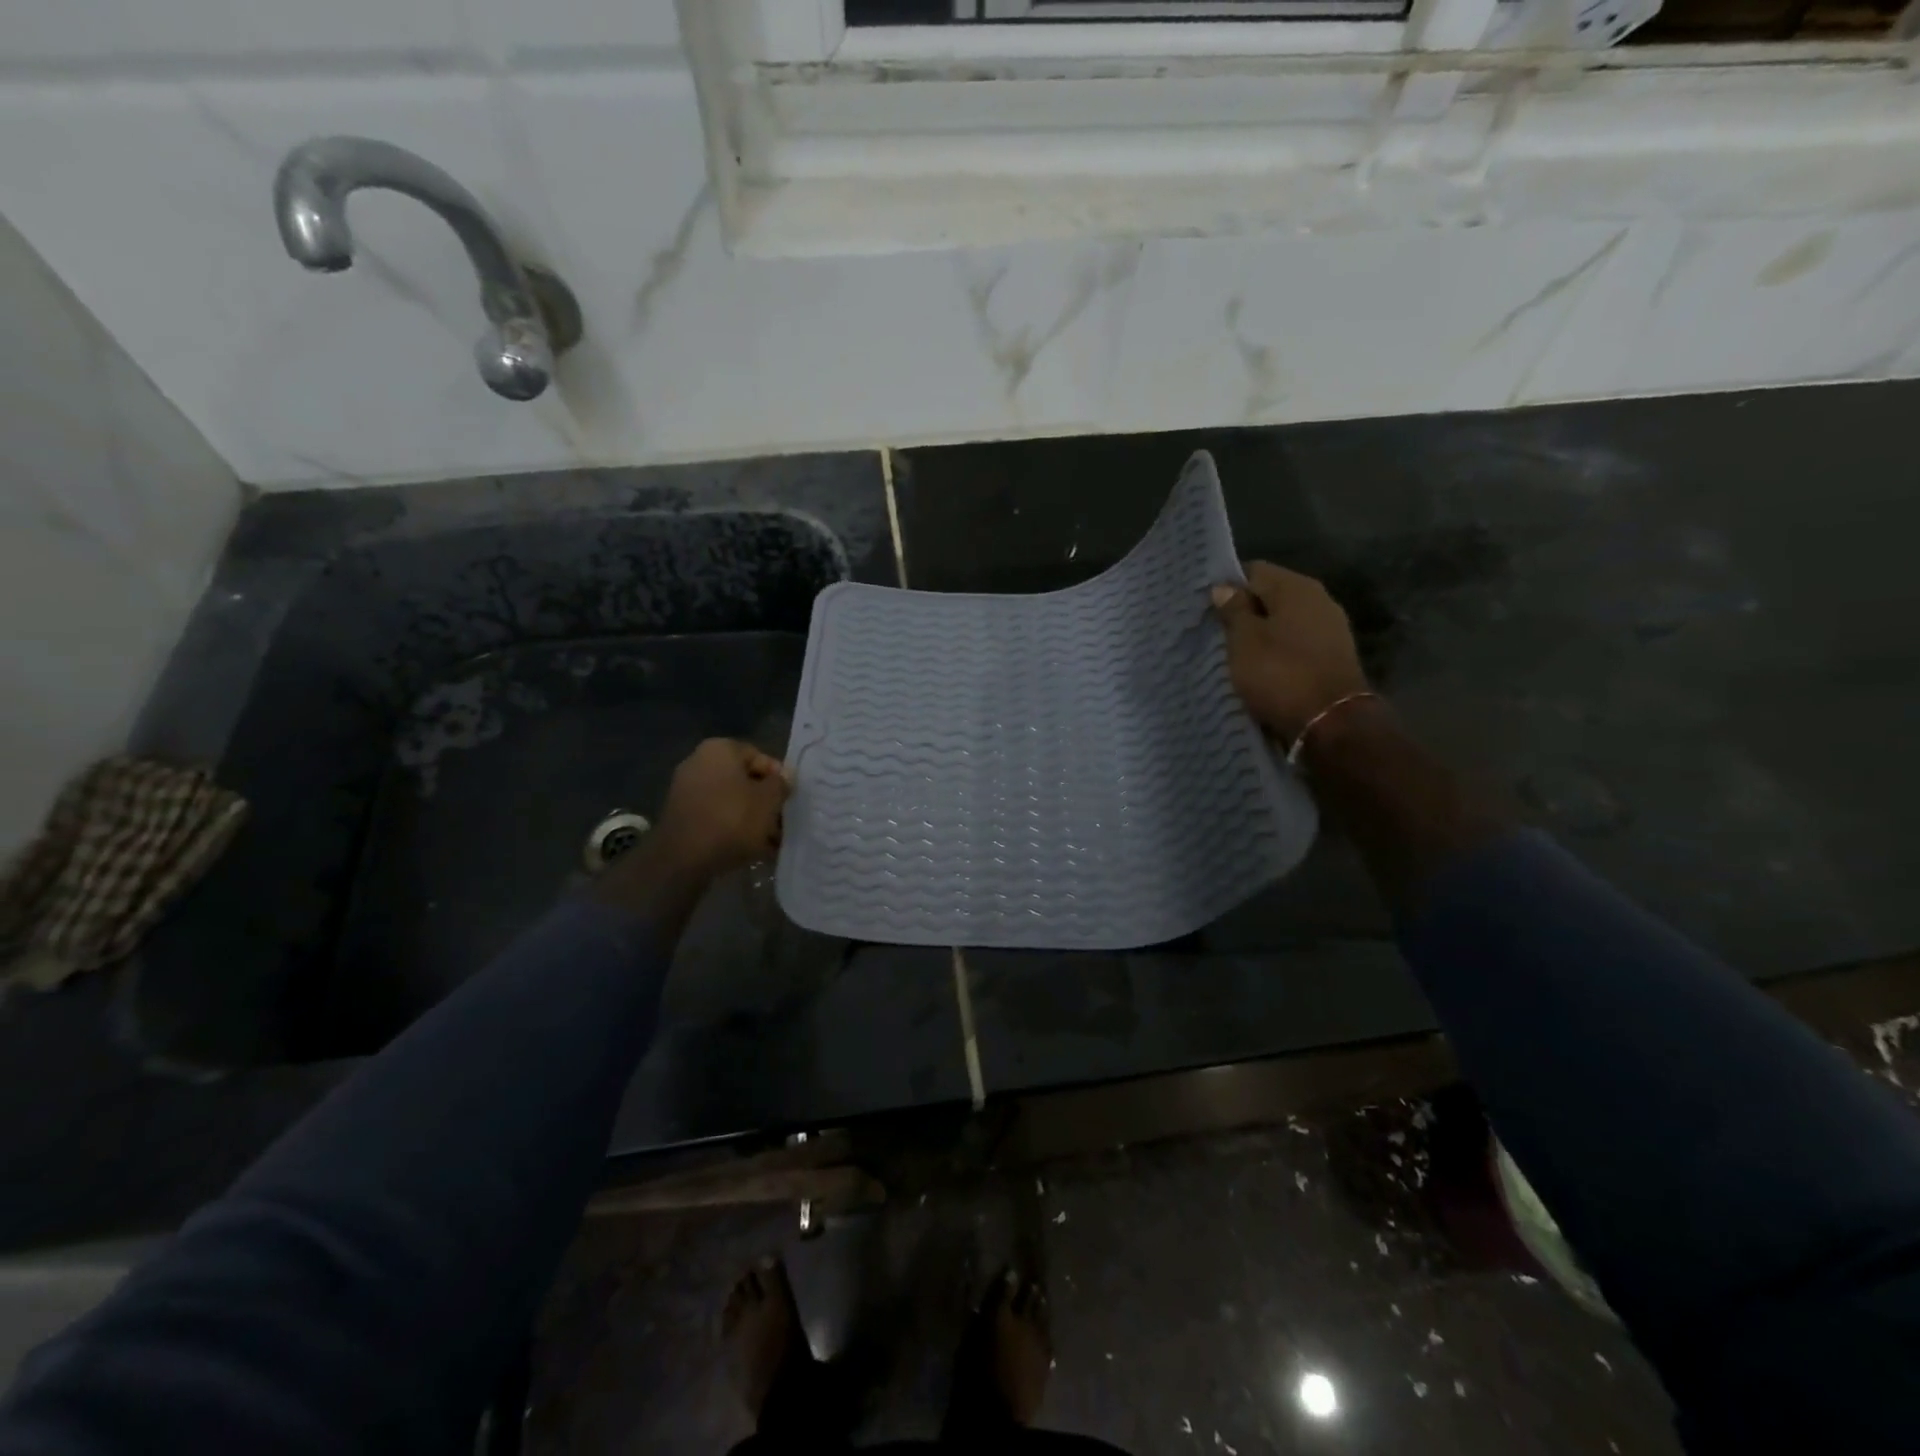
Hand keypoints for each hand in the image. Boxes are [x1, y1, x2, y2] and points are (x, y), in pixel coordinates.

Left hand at [646, 739, 791, 880]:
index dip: (778, 777)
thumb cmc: (732, 819)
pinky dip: (733, 828)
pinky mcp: (682, 817)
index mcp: (720, 749)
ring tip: (771, 841)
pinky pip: (716, 816)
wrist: (684, 858)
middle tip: (782, 821)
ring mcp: (686, 790)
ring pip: (731, 801)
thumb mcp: (769, 800)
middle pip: (744, 780)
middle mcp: (698, 763)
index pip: (759, 756)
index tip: (789, 798)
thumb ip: (780, 784)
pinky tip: (751, 848)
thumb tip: (783, 777)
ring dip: (752, 818)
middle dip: (765, 801)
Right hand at [1211, 562, 1369, 739]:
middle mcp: (1319, 599)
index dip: (1228, 587)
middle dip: (1245, 612)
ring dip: (1261, 634)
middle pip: (1272, 596)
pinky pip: (1296, 644)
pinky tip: (1262, 668)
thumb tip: (1225, 587)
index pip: (1254, 571)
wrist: (1331, 722)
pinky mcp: (1333, 656)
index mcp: (1296, 587)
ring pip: (1284, 622)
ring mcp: (1331, 628)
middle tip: (1218, 633)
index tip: (1208, 609)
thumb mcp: (1244, 641)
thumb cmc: (1280, 673)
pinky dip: (1278, 651)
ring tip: (1236, 654)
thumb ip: (1234, 610)